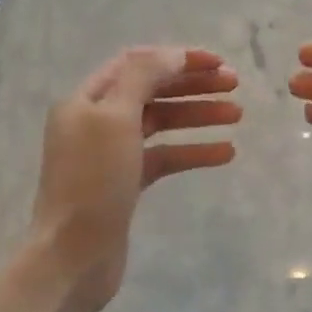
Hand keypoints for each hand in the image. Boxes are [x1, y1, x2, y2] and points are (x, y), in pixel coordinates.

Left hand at [30, 46, 240, 311]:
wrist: (74, 255)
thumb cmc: (93, 182)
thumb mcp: (115, 118)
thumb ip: (144, 78)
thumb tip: (174, 55)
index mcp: (87, 99)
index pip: (137, 63)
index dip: (178, 58)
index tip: (218, 63)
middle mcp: (96, 121)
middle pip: (152, 90)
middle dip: (193, 84)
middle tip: (235, 85)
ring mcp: (111, 154)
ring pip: (162, 123)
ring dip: (198, 115)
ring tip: (238, 115)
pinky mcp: (126, 184)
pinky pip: (165, 157)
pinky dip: (193, 151)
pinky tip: (226, 152)